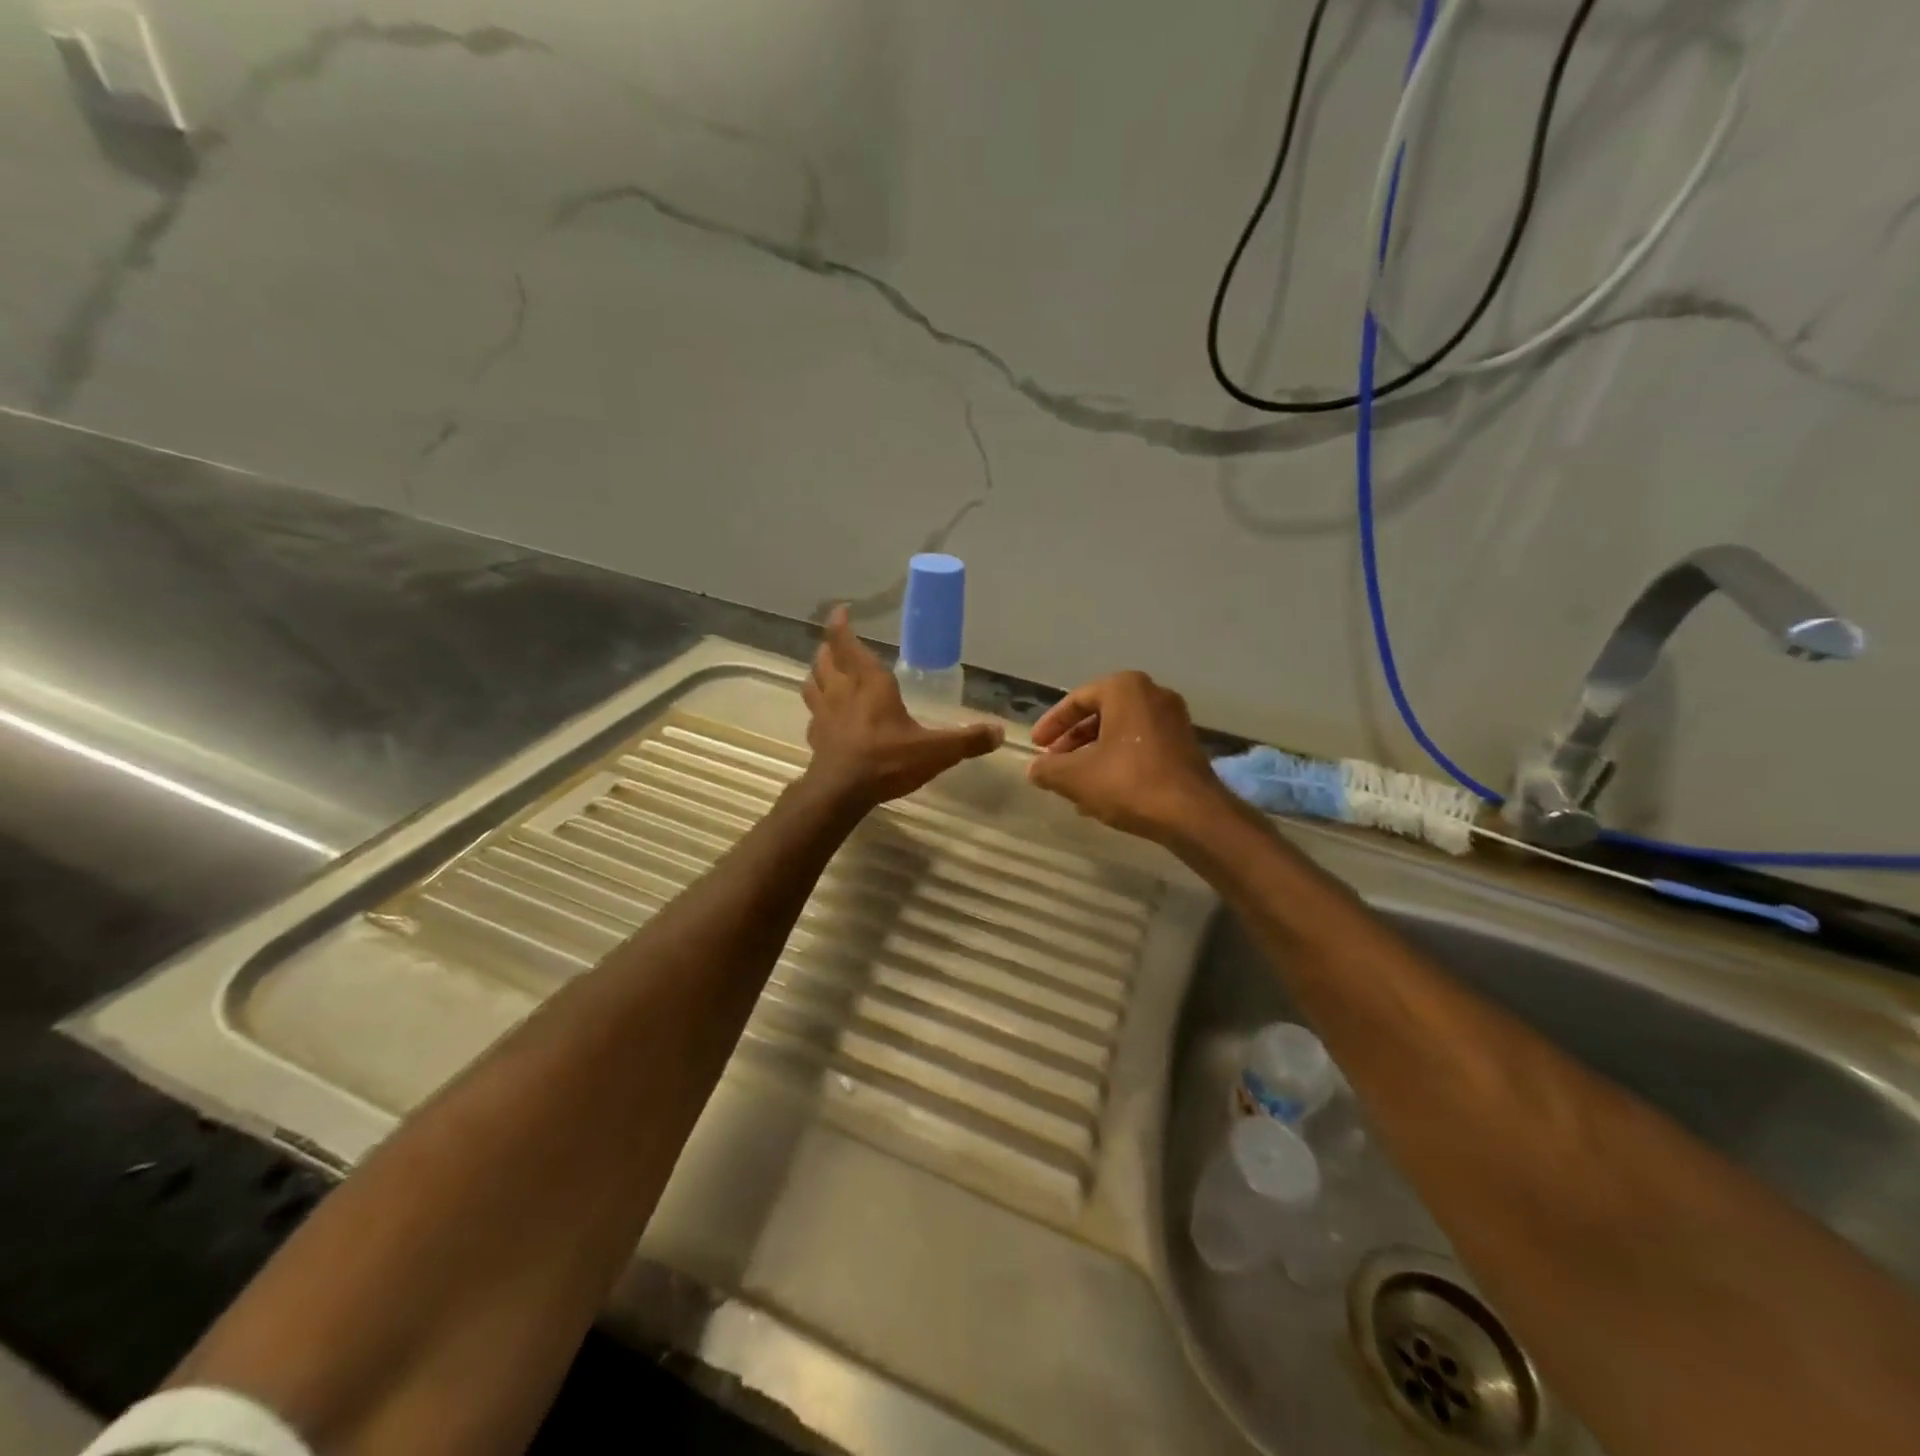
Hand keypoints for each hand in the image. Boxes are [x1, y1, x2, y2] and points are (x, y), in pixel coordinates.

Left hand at [801, 606, 1002, 808]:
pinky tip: (825, 717)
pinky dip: (817, 709)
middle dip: (829, 648)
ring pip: (812, 682)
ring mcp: (824, 714)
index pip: (847, 643)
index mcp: (870, 682)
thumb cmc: (888, 760)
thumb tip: (1000, 732)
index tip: (842, 610)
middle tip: (836, 643)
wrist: (841, 793)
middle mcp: (842, 691)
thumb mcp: (936, 751)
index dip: (841, 624)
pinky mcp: (816, 737)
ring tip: (825, 672)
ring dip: (817, 673)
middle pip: (825, 659)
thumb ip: (967, 740)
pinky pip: (813, 714)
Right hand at [1026, 671, 1233, 845]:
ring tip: (1074, 783)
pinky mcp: (1185, 746)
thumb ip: (1048, 769)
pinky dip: (1117, 762)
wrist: (1193, 815)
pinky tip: (1102, 793)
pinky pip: (1141, 746)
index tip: (1036, 746)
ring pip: (1120, 733)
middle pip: (1100, 714)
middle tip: (1054, 763)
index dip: (1051, 724)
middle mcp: (1153, 695)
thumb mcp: (1075, 777)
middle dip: (1073, 741)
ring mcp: (1173, 720)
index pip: (1077, 700)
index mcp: (1125, 689)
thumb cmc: (1129, 783)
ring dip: (1093, 755)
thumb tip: (1034, 769)